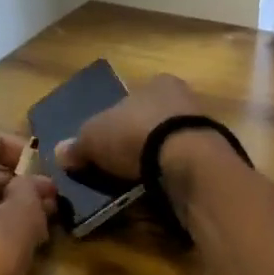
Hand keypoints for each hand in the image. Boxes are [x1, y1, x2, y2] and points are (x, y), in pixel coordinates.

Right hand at [53, 73, 200, 179]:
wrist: (188, 162)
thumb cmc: (137, 134)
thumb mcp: (94, 137)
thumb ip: (77, 144)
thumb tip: (60, 152)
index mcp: (157, 83)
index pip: (132, 98)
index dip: (116, 119)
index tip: (107, 142)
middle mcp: (183, 98)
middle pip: (152, 120)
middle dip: (136, 141)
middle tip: (118, 165)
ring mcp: (202, 128)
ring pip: (170, 144)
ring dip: (155, 161)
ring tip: (136, 184)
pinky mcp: (213, 157)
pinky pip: (184, 165)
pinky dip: (170, 176)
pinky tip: (158, 191)